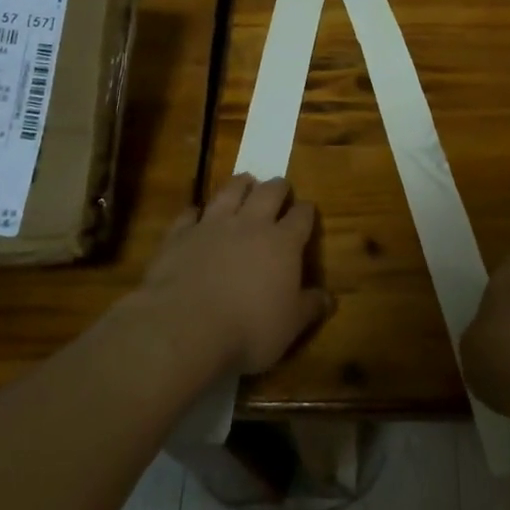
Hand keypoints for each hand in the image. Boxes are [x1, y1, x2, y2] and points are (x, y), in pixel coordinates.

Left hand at [138, 175, 330, 374]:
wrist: (184, 327)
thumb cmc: (248, 329)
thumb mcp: (290, 326)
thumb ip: (310, 307)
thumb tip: (329, 298)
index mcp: (283, 243)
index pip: (301, 216)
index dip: (306, 211)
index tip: (308, 210)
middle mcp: (250, 225)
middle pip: (268, 193)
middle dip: (277, 187)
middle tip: (280, 185)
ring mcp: (212, 225)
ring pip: (230, 192)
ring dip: (240, 184)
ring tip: (245, 181)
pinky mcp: (180, 235)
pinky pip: (189, 214)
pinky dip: (195, 211)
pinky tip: (195, 212)